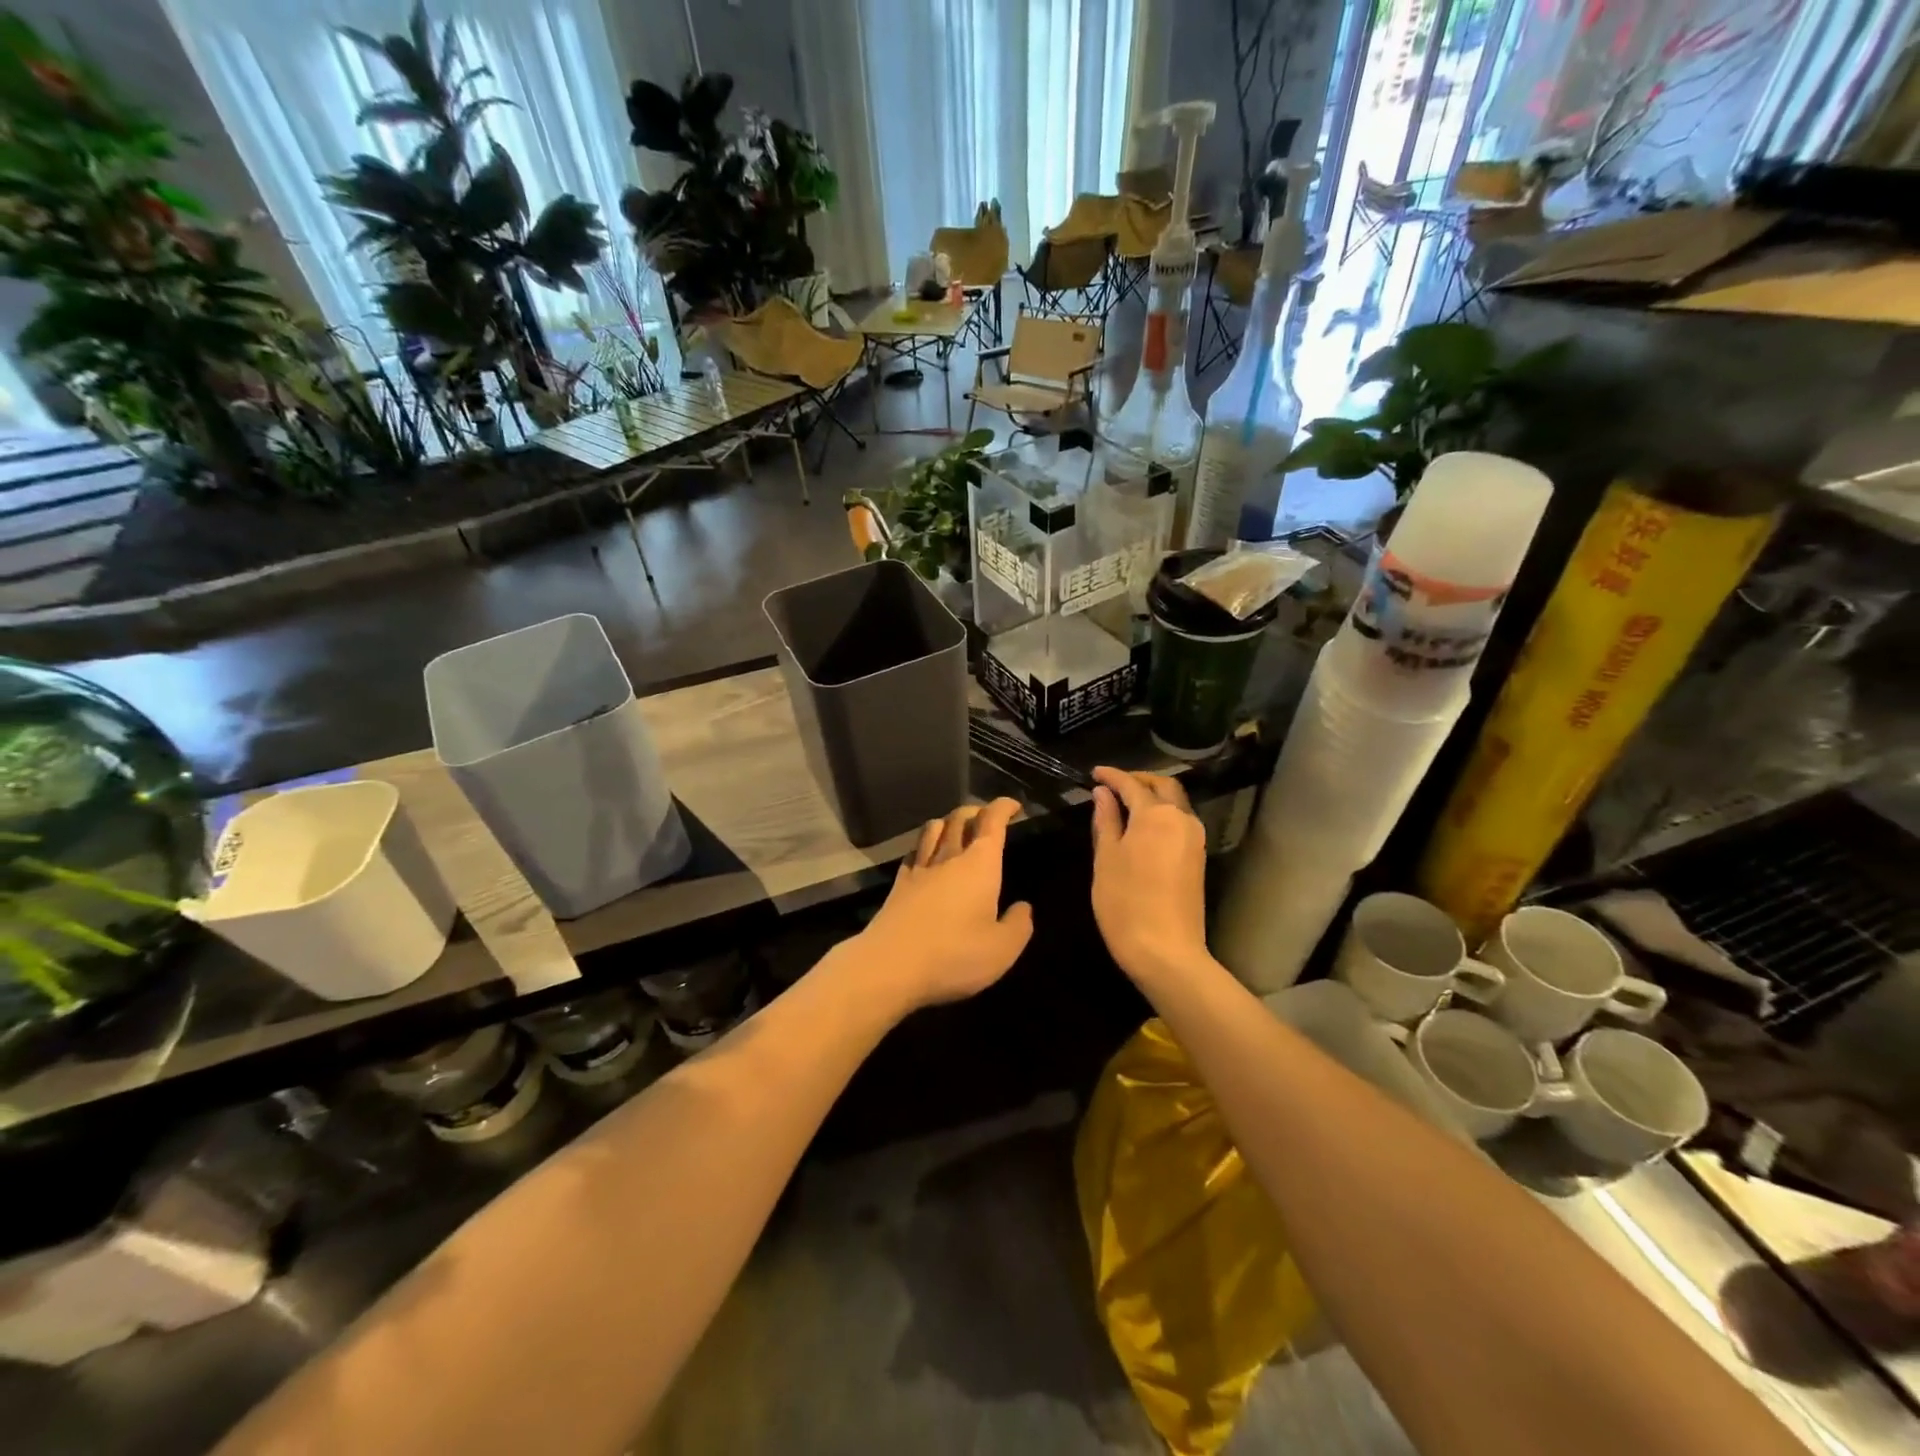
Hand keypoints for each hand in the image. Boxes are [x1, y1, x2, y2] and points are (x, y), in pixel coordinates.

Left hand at [854, 798, 1033, 1011]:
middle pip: (959, 818)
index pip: (991, 821)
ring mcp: (919, 869)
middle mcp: (949, 858)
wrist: (890, 965)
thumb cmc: (954, 955)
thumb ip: (1018, 925)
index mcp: (979, 865)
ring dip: (947, 822)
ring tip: (956, 829)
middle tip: (987, 817)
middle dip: (976, 811)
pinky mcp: (898, 885)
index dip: (1003, 807)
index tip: (1013, 805)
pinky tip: (925, 856)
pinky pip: (914, 853)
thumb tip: (1023, 908)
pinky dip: (924, 846)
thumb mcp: (1002, 949)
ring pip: (932, 829)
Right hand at [1090, 767, 1208, 979]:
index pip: (1132, 784)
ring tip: (1124, 804)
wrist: (1166, 952)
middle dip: (1138, 780)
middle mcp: (1182, 819)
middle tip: (1113, 784)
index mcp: (1156, 815)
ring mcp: (1195, 840)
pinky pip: (1179, 822)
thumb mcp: (1106, 859)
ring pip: (1175, 803)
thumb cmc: (1125, 903)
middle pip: (1163, 787)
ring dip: (1152, 797)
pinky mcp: (1198, 859)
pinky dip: (1161, 814)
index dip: (1112, 776)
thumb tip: (1103, 793)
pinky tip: (1141, 826)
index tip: (1094, 773)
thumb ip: (1106, 821)